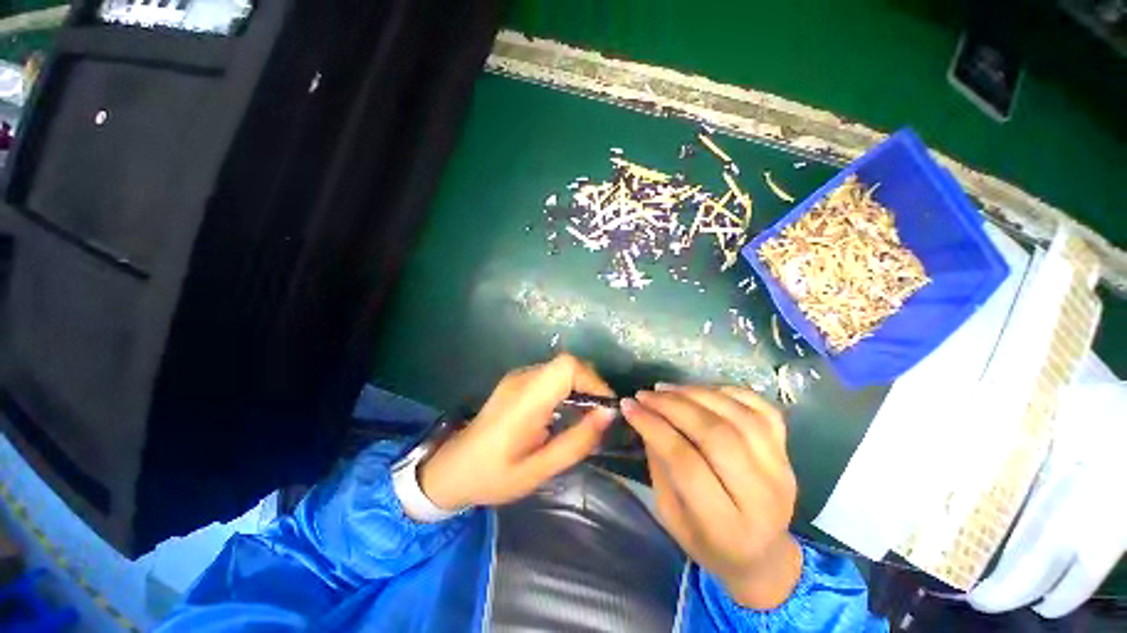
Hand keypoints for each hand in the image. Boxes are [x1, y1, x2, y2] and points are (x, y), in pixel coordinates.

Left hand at [419, 353, 615, 509]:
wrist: (452, 468)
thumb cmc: (493, 475)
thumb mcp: (539, 470)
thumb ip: (576, 442)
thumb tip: (608, 414)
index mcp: (525, 399)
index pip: (567, 366)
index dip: (593, 380)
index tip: (605, 408)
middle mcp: (522, 379)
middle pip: (567, 364)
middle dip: (591, 386)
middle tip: (599, 416)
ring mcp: (519, 377)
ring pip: (561, 369)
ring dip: (580, 388)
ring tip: (586, 417)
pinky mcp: (518, 381)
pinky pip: (551, 376)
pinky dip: (567, 389)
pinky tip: (566, 414)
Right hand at [621, 384, 801, 609]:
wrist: (762, 555)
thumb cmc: (707, 541)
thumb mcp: (670, 514)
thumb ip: (660, 465)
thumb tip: (646, 417)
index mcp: (727, 526)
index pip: (686, 463)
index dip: (654, 428)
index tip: (629, 406)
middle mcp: (762, 496)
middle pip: (715, 435)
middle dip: (673, 406)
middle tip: (645, 394)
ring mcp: (781, 470)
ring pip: (738, 416)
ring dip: (696, 394)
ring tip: (666, 388)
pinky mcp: (788, 451)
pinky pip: (761, 408)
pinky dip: (728, 392)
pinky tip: (701, 391)